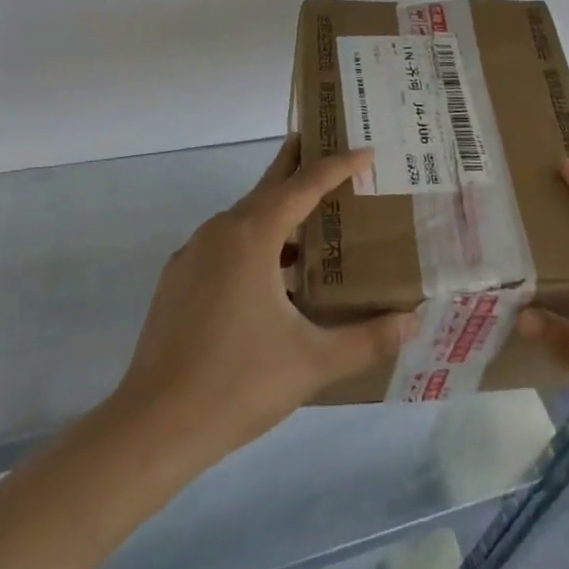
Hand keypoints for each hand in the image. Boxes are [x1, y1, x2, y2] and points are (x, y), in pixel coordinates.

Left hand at [111, 136, 411, 462]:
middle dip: (300, 163)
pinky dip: (253, 238)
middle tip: (330, 144)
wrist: (154, 424)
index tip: (367, 152)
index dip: (338, 166)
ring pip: (245, 215)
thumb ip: (368, 339)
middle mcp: (221, 230)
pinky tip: (270, 271)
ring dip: (278, 208)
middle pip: (269, 185)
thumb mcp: (313, 362)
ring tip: (311, 218)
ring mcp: (193, 252)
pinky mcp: (178, 277)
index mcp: (253, 235)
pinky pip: (224, 241)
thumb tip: (413, 320)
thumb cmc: (239, 383)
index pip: (305, 185)